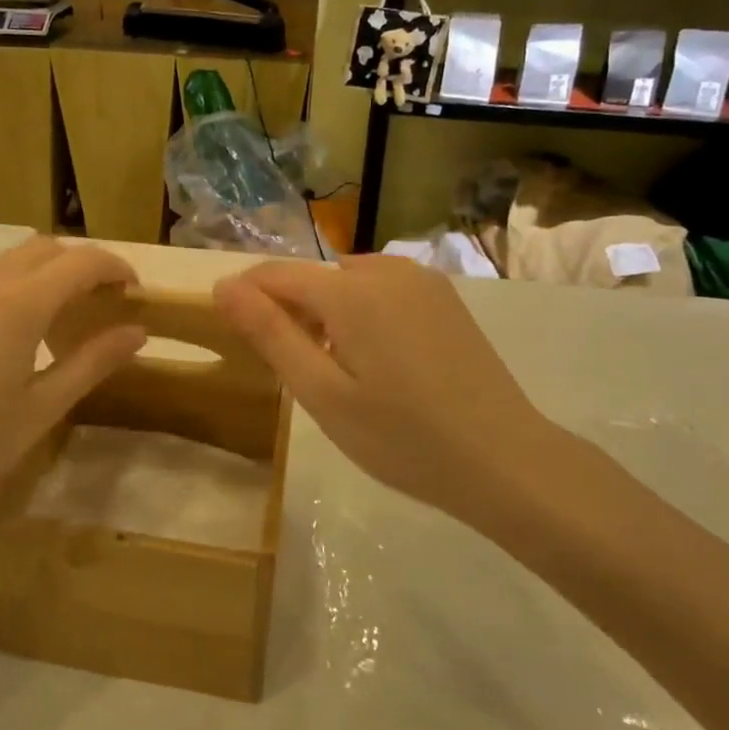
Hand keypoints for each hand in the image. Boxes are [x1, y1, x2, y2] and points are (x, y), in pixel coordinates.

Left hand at [0, 238, 146, 532]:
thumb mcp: (40, 410)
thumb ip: (92, 362)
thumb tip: (137, 331)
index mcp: (19, 304)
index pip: (83, 261)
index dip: (116, 268)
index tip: (135, 294)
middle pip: (47, 248)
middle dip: (83, 265)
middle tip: (101, 306)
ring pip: (11, 258)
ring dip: (46, 272)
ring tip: (59, 319)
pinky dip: (13, 283)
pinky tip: (10, 331)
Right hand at [213, 255, 558, 523]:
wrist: (504, 460)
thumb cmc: (402, 437)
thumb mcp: (322, 393)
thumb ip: (270, 334)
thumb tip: (223, 286)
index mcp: (349, 290)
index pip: (275, 275)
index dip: (246, 298)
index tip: (235, 335)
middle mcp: (384, 269)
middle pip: (313, 278)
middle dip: (292, 313)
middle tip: (301, 375)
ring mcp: (421, 280)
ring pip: (347, 283)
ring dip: (328, 313)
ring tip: (342, 372)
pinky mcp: (444, 297)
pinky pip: (382, 291)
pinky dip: (364, 313)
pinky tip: (383, 361)